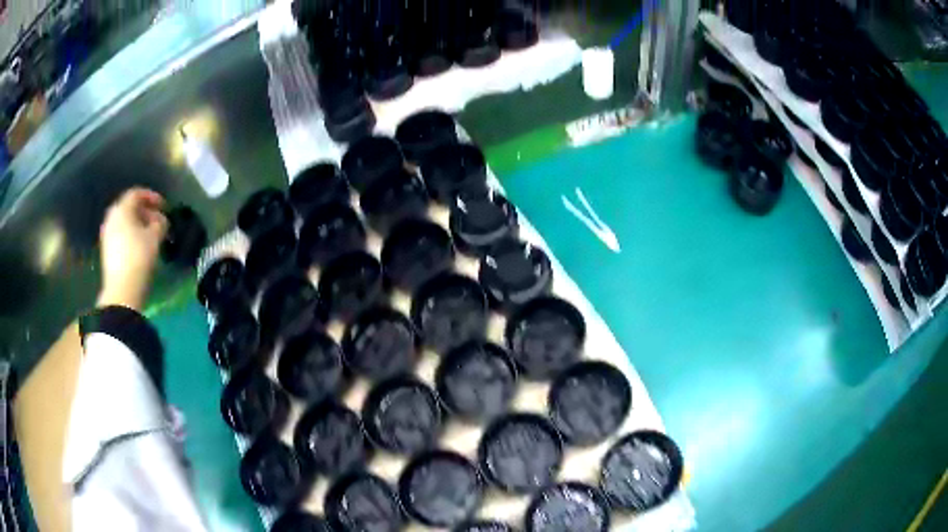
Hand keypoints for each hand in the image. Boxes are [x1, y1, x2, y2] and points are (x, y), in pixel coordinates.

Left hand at [97, 188, 168, 310]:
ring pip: (124, 221)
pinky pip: (120, 234)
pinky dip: (131, 234)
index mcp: (122, 209)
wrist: (122, 290)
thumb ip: (160, 223)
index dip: (152, 196)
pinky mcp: (107, 250)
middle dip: (145, 211)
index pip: (137, 193)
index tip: (164, 206)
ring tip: (150, 235)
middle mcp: (112, 217)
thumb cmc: (139, 258)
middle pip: (129, 207)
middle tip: (158, 221)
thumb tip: (161, 219)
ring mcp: (107, 234)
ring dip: (138, 224)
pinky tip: (140, 246)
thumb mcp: (155, 237)